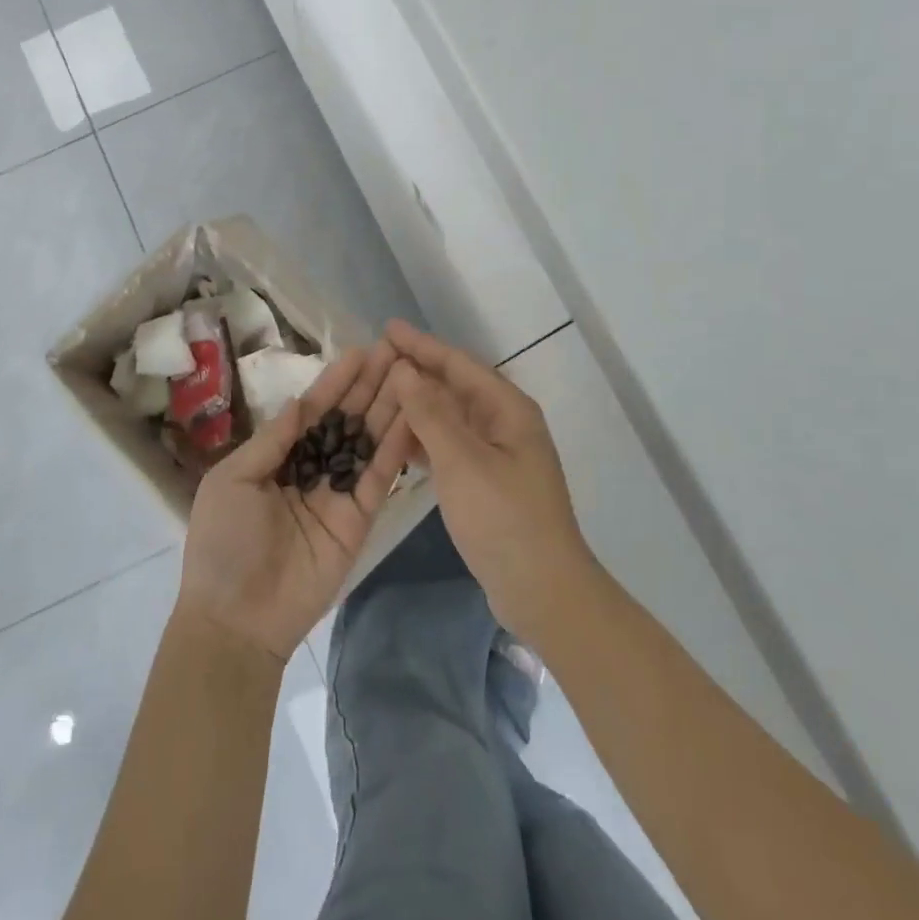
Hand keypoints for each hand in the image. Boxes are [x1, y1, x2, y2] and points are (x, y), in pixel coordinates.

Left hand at [177, 344, 415, 661]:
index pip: (313, 410)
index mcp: (278, 456)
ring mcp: (338, 493)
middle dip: (370, 386)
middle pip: (346, 420)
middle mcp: (311, 468)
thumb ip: (273, 439)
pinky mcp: (359, 518)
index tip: (362, 351)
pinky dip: (396, 447)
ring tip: (411, 374)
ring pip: (367, 442)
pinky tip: (413, 416)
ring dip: (388, 408)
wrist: (236, 618)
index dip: (336, 382)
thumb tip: (301, 401)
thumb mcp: (233, 479)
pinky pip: (378, 477)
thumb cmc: (223, 542)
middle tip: (397, 352)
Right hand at [385, 320, 594, 642]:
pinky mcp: (488, 481)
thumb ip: (431, 413)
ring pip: (451, 417)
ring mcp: (498, 454)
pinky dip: (426, 439)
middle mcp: (505, 423)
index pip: (458, 364)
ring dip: (418, 405)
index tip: (387, 328)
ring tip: (379, 395)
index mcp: (508, 409)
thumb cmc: (504, 518)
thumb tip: (405, 369)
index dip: (422, 345)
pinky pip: (451, 446)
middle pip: (455, 386)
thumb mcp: (462, 461)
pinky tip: (398, 441)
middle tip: (376, 358)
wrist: (542, 591)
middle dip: (418, 371)